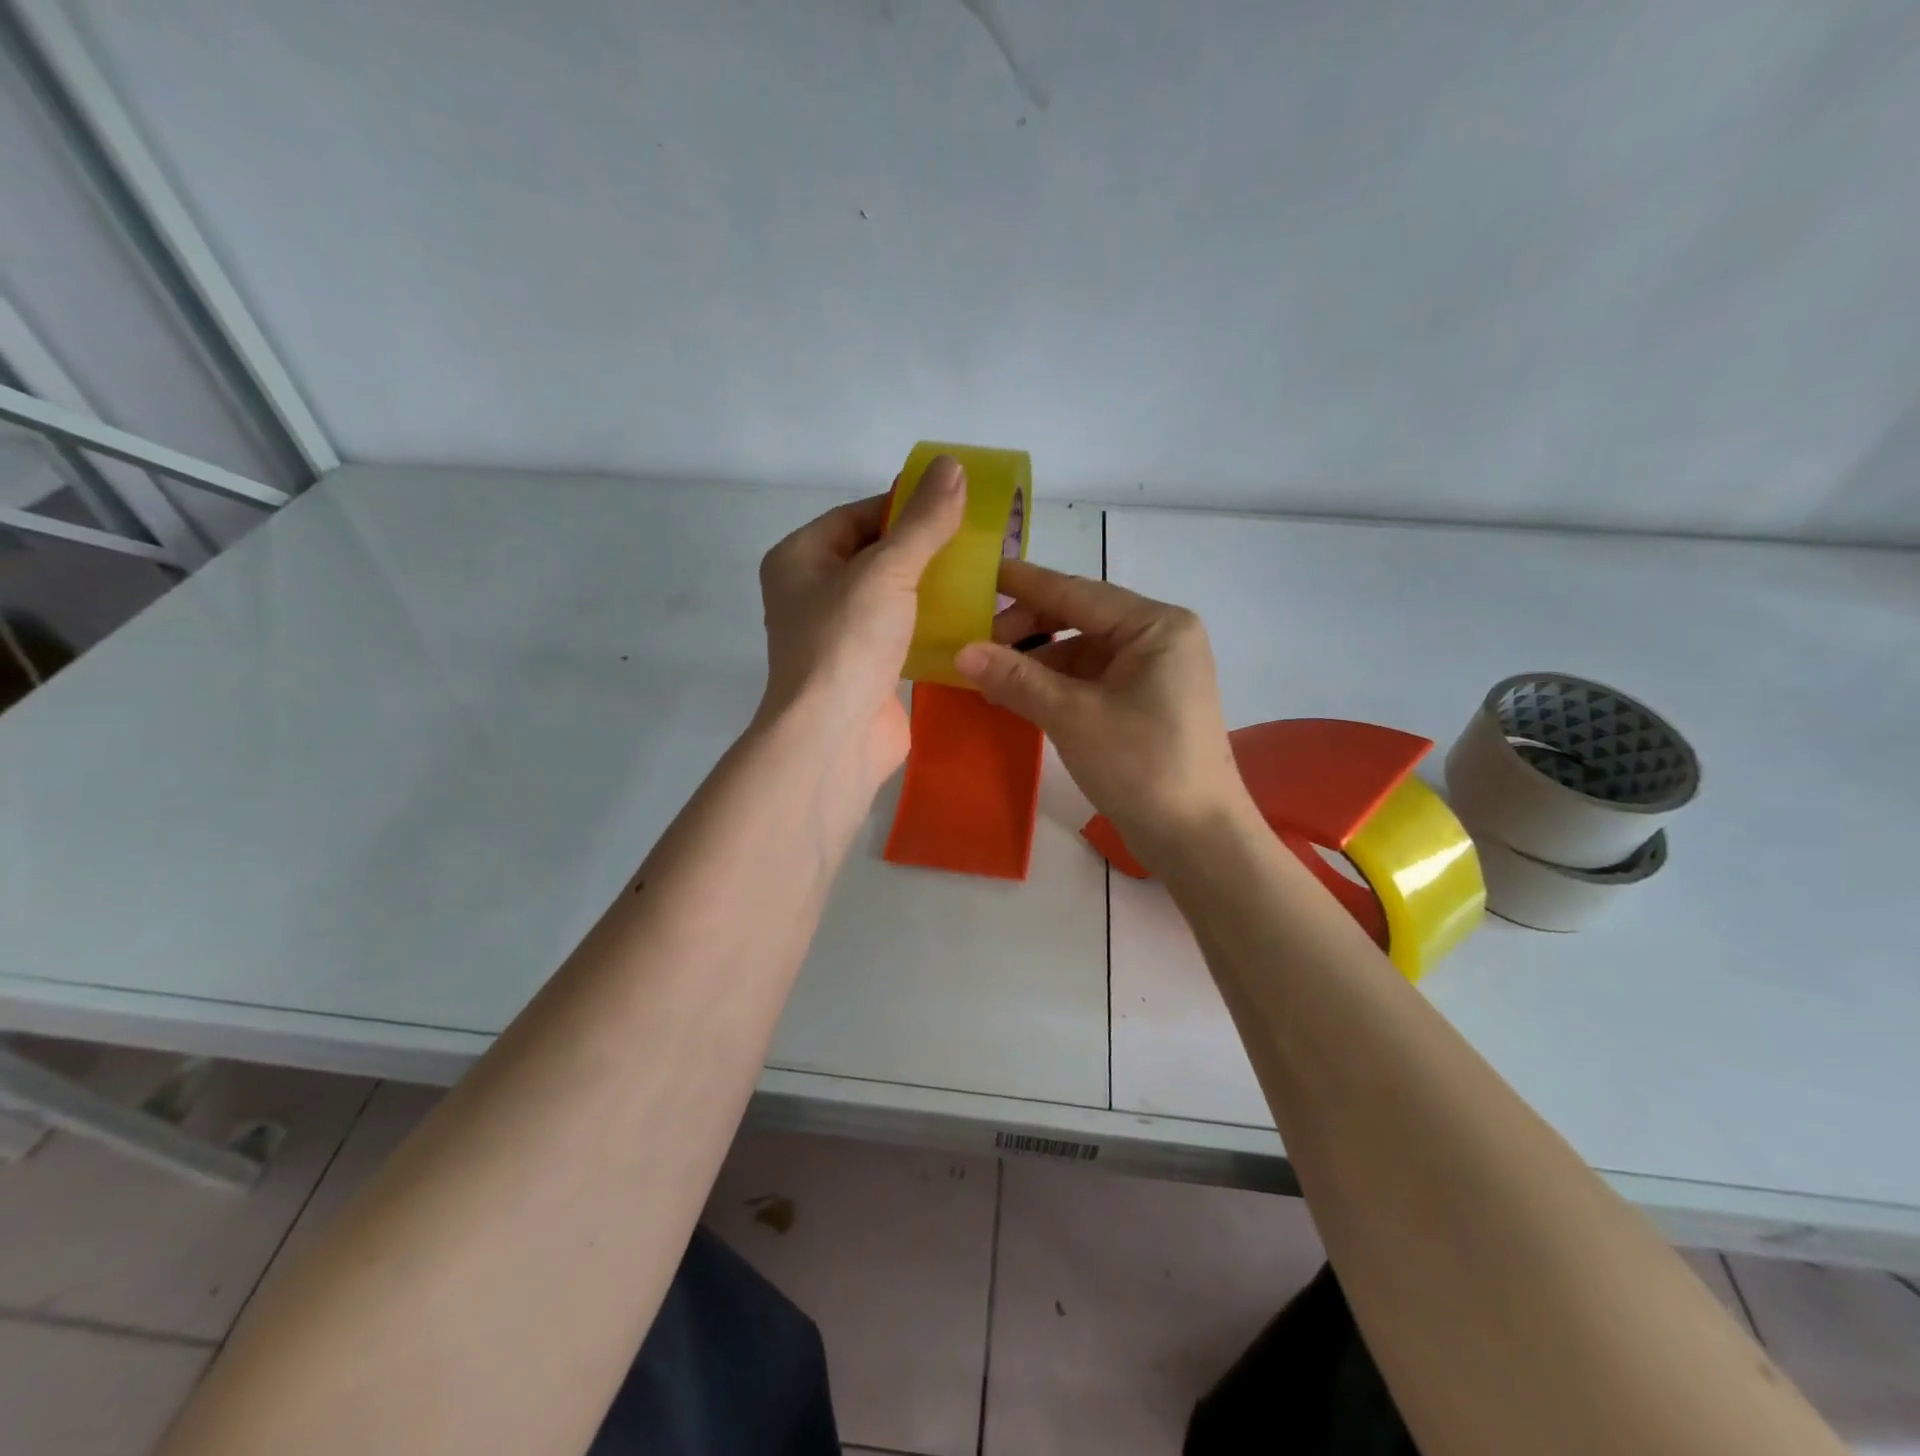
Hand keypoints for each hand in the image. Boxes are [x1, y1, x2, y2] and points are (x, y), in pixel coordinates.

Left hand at [756, 456, 965, 784]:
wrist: (833, 738)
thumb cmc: (847, 643)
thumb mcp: (887, 570)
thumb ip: (922, 522)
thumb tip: (952, 466)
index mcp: (800, 559)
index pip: (857, 515)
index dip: (904, 504)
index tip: (953, 502)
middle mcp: (812, 594)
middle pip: (875, 555)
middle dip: (923, 548)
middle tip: (975, 539)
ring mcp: (838, 636)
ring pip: (890, 597)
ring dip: (930, 588)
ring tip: (981, 574)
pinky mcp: (864, 670)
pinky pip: (901, 634)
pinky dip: (930, 625)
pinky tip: (970, 617)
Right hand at [954, 561, 1250, 857]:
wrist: (1196, 840)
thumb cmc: (1142, 766)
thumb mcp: (1074, 717)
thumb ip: (1017, 679)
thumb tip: (961, 651)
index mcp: (1156, 626)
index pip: (1077, 591)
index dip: (1024, 584)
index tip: (979, 575)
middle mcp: (1159, 639)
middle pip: (1080, 618)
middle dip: (1027, 629)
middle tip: (975, 644)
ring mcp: (1154, 672)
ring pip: (1083, 651)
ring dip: (1037, 661)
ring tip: (989, 674)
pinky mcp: (1145, 703)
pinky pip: (1091, 679)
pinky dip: (1055, 685)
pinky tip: (1020, 696)